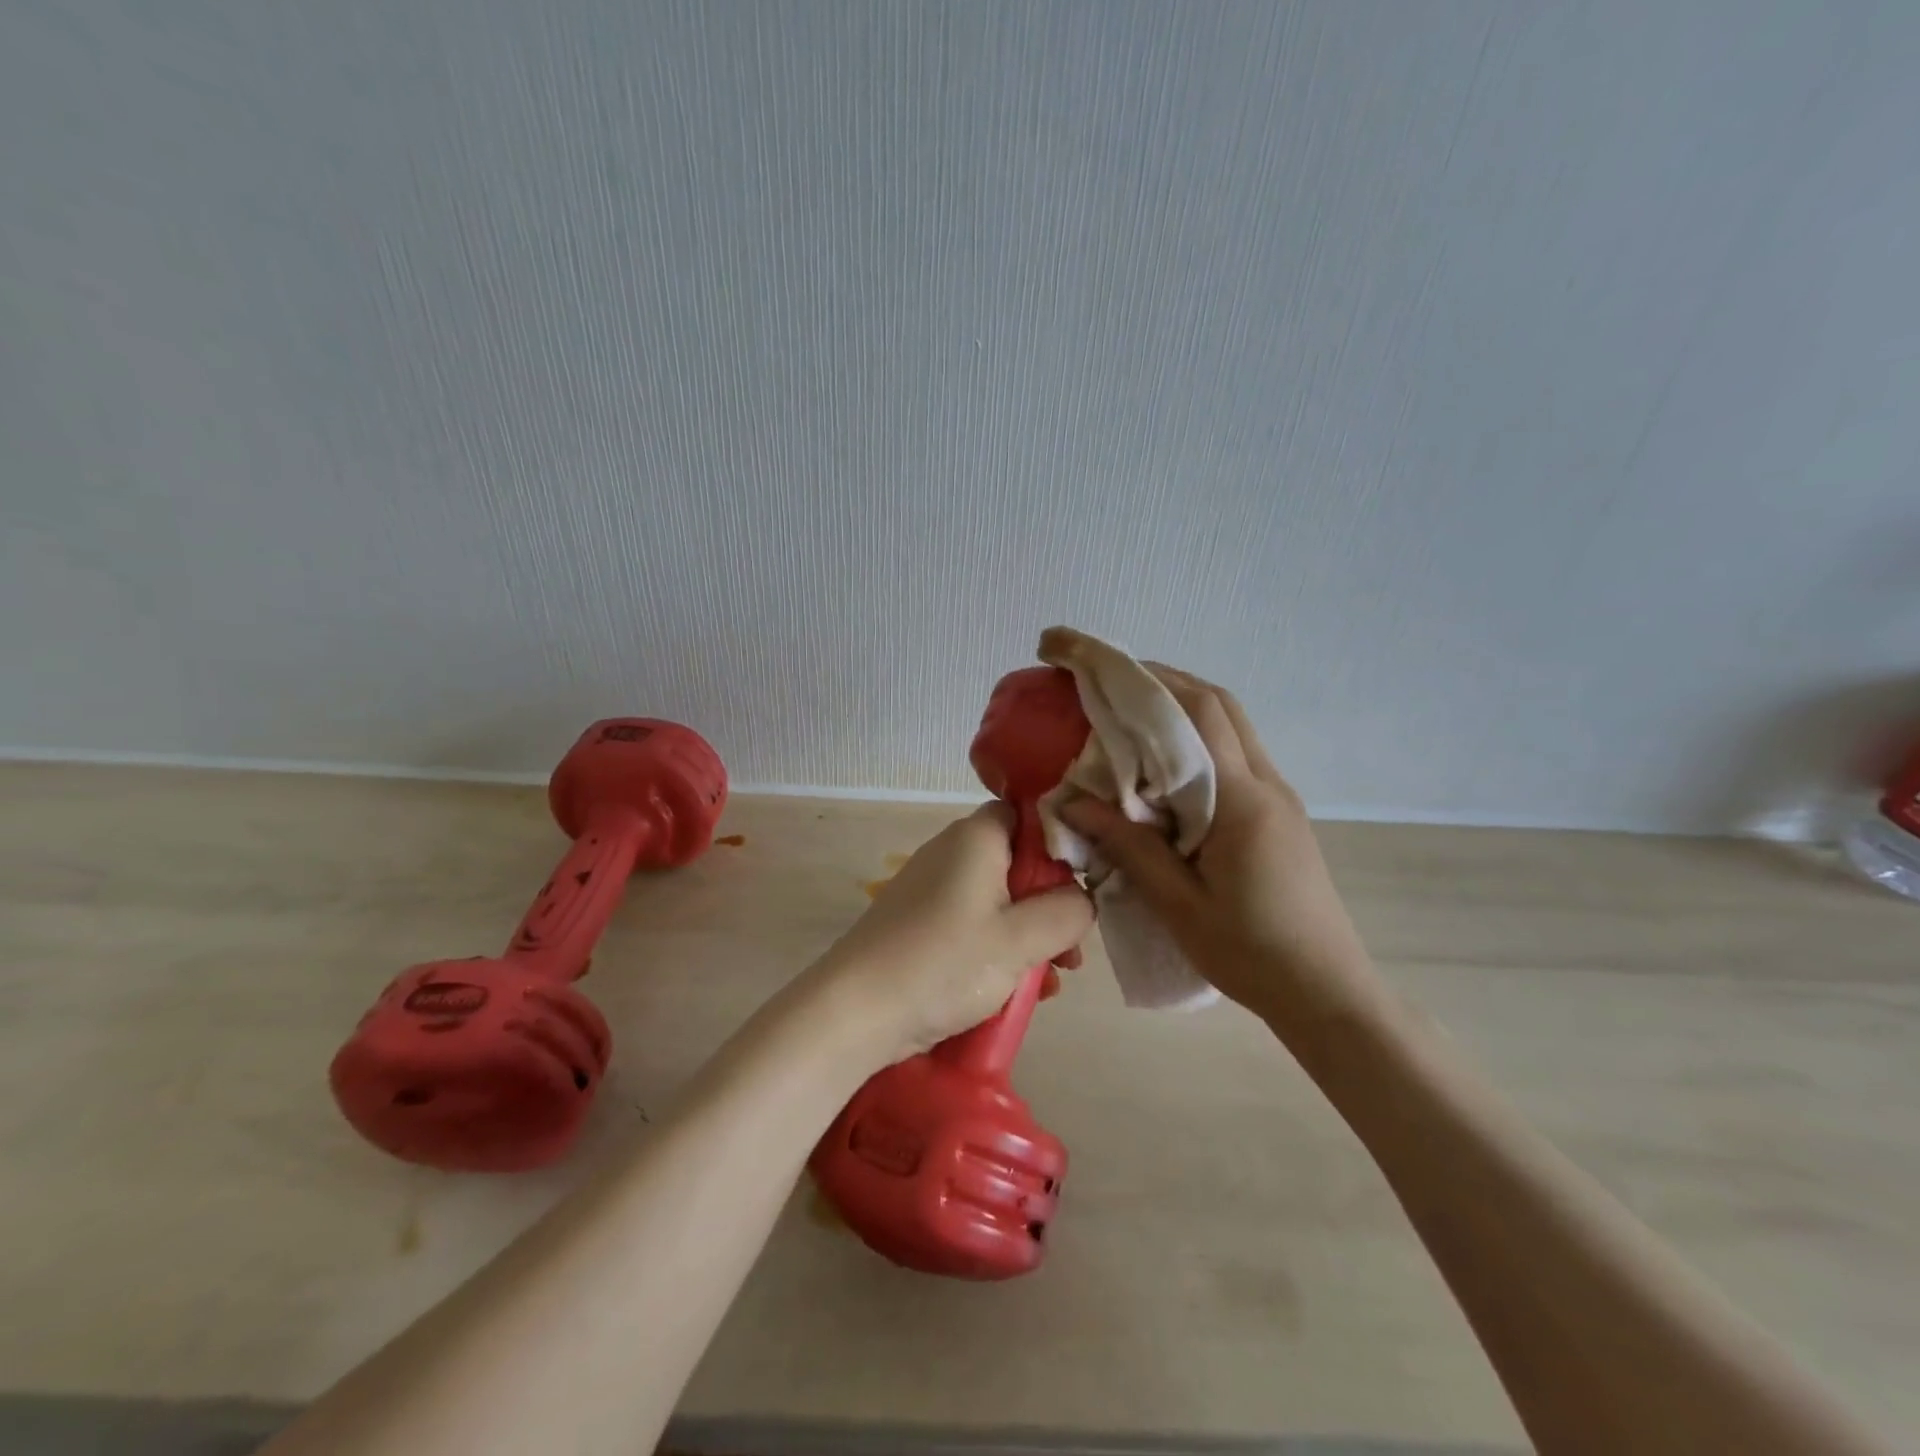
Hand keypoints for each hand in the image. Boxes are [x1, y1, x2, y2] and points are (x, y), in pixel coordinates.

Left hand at [810, 804, 1094, 1064]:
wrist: (855, 1010)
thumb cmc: (944, 963)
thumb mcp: (1020, 940)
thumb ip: (1067, 912)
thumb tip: (1082, 899)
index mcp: (977, 838)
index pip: (1030, 815)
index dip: (1062, 846)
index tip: (1082, 889)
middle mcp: (952, 851)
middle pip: (1018, 862)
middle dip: (1050, 906)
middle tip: (1069, 952)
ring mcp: (932, 887)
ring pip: (999, 899)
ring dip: (1028, 935)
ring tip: (1049, 981)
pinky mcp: (920, 921)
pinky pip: (973, 923)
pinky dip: (998, 949)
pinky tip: (1016, 991)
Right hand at [1058, 667, 1380, 1036]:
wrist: (1326, 992)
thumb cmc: (1252, 954)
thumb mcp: (1179, 906)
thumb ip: (1129, 847)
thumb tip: (1072, 804)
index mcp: (1242, 801)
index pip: (1197, 714)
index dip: (1146, 680)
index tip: (1096, 667)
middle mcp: (1265, 784)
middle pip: (1218, 704)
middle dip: (1161, 681)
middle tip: (1107, 682)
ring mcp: (1277, 796)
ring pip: (1229, 725)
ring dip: (1180, 707)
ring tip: (1126, 713)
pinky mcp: (1277, 813)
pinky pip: (1233, 755)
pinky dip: (1195, 739)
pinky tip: (1161, 765)